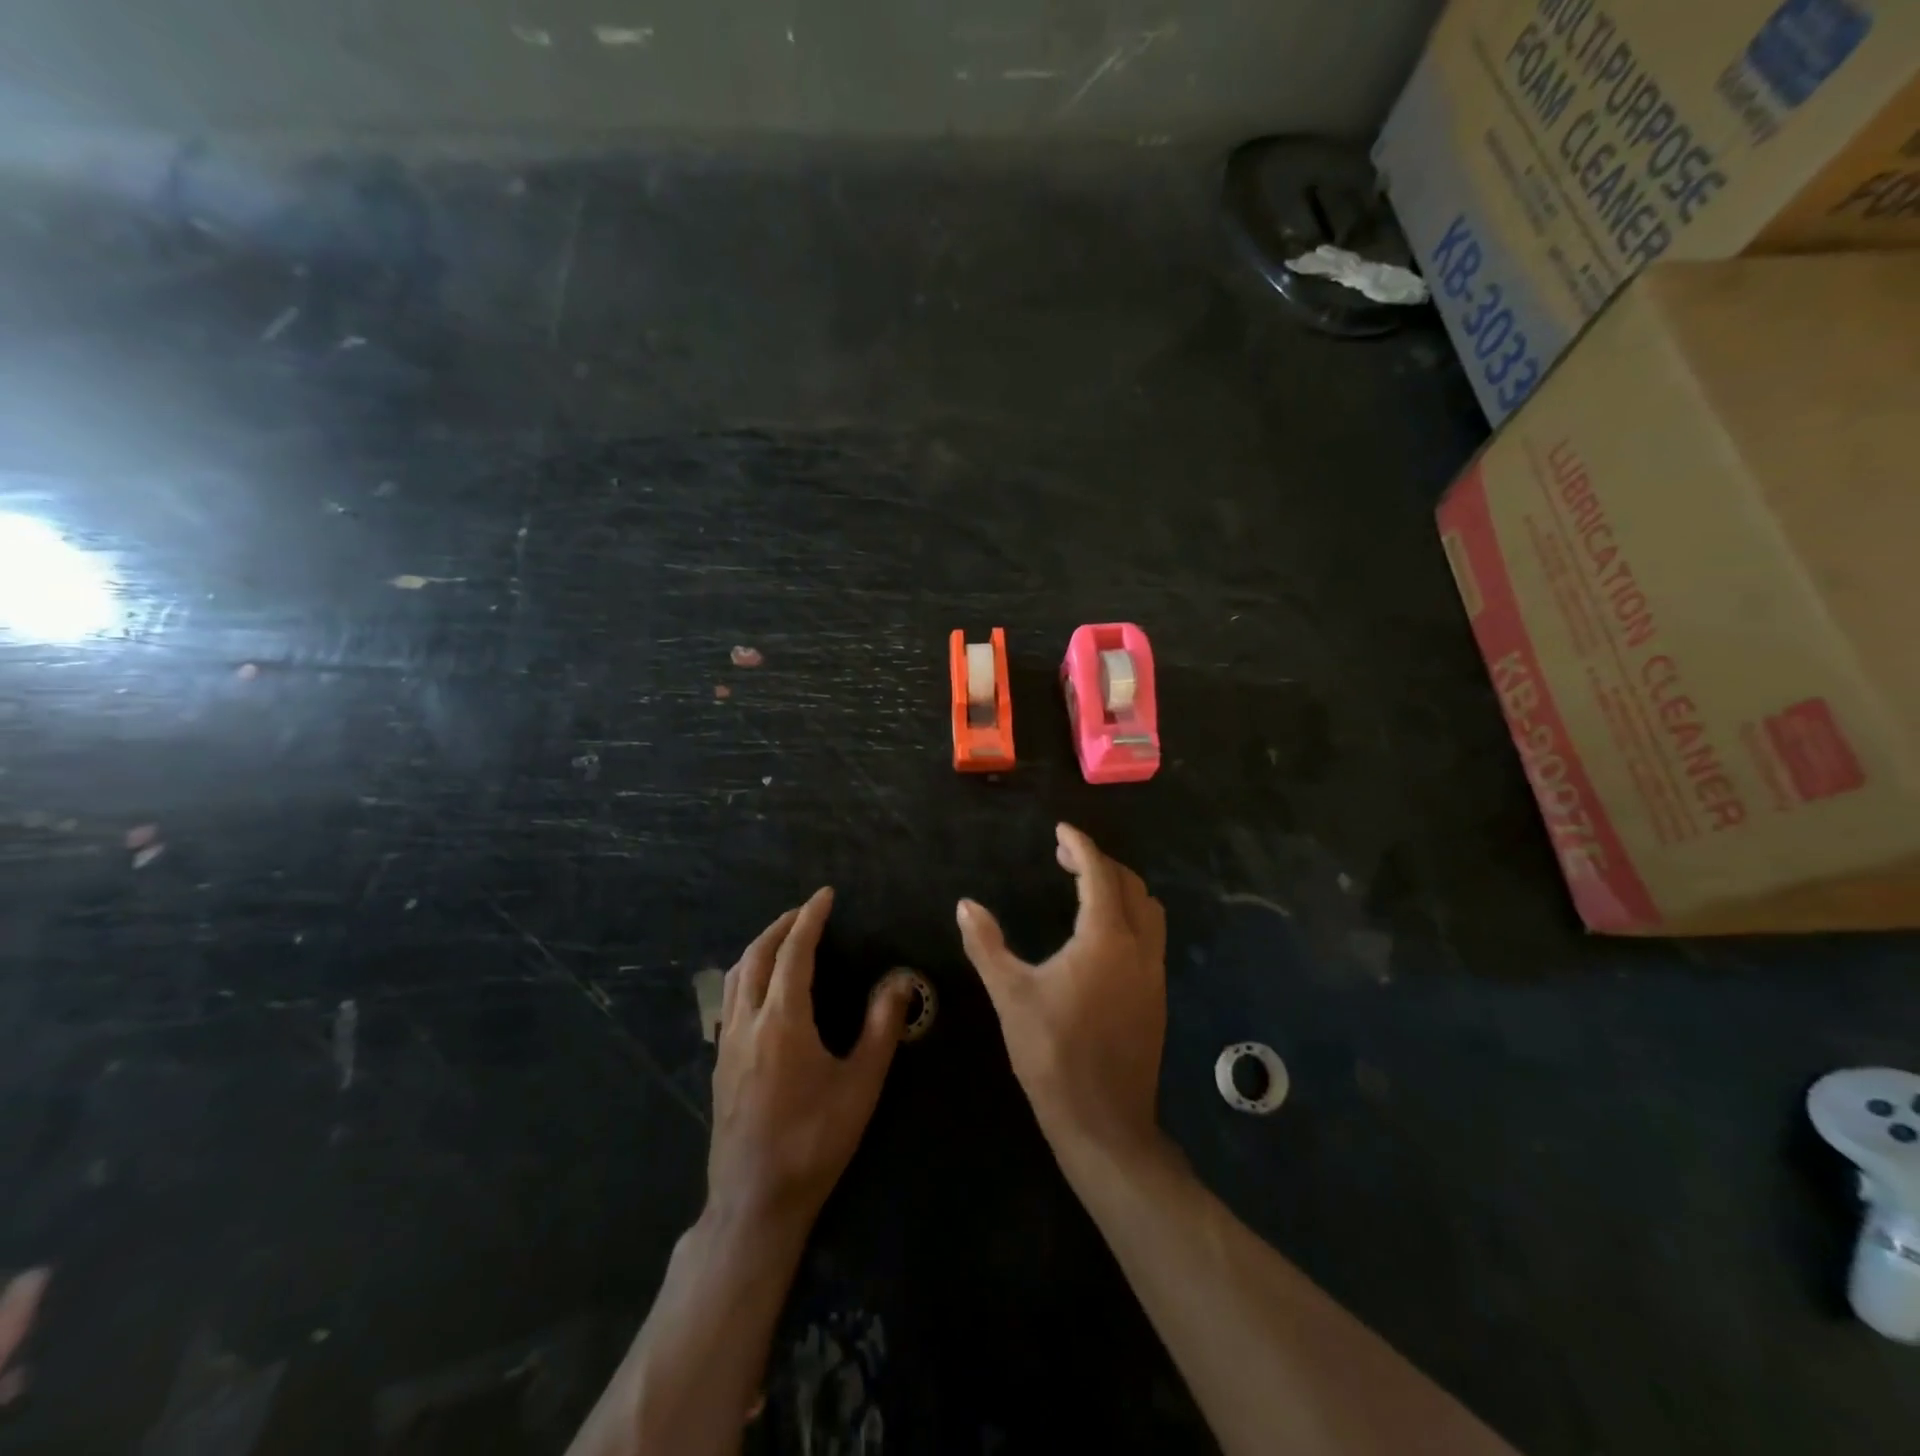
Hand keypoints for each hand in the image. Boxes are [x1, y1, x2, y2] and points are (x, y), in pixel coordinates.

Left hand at [709, 888, 913, 1232]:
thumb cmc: (814, 1141)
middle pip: (757, 955)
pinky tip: (761, 987)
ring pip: (736, 975)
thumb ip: (881, 1027)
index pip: (794, 951)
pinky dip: (746, 973)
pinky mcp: (721, 1062)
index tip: (824, 895)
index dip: (809, 918)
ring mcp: (729, 1042)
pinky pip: (729, 999)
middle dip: (781, 925)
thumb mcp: (860, 1085)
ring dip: (760, 946)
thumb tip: (900, 980)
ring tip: (783, 938)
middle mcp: (749, 1021)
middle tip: (806, 911)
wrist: (755, 1201)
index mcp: (783, 1020)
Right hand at [958, 825, 1167, 1167]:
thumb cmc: (1052, 1054)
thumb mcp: (1010, 995)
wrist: (1104, 1122)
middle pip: (1129, 884)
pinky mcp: (1157, 996)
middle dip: (1099, 862)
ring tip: (1085, 888)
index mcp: (1105, 938)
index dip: (1079, 845)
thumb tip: (965, 905)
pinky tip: (1100, 935)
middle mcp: (1138, 946)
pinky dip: (1130, 915)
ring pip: (1148, 910)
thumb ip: (986, 945)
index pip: (1098, 873)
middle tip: (1064, 858)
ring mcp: (1153, 973)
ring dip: (1121, 888)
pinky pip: (1151, 936)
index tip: (1061, 830)